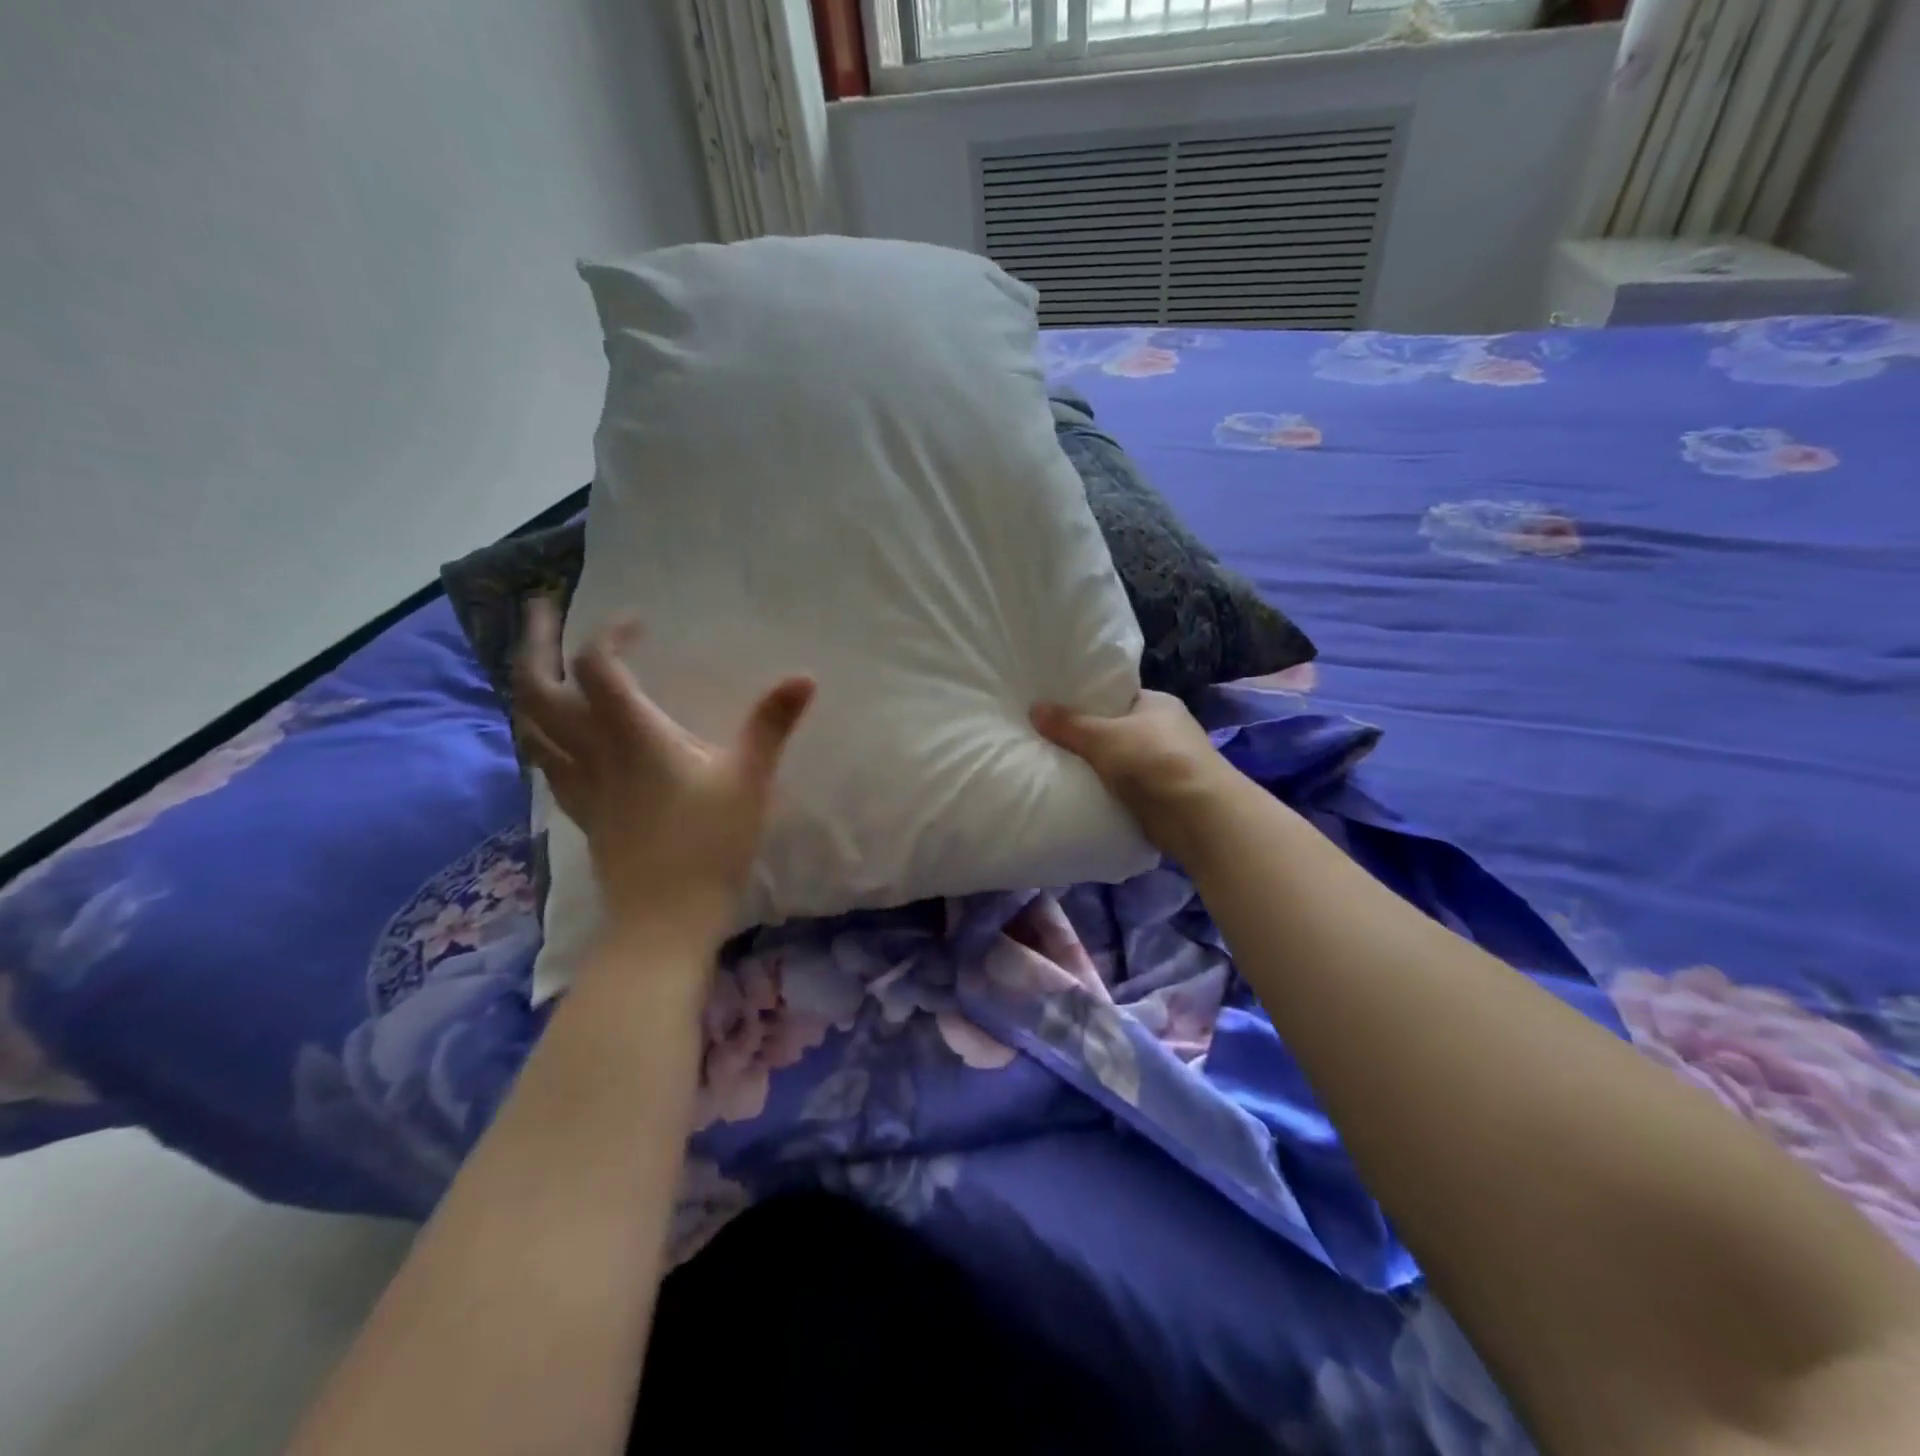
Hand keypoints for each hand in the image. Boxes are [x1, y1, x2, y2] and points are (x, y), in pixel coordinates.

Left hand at [512, 597, 815, 936]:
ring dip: (526, 683)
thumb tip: (804, 677)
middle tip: (540, 608)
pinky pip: (543, 758)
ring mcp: (579, 782)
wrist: (665, 919)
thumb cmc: (711, 845)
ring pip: (528, 723)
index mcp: (633, 735)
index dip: (610, 633)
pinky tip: (554, 731)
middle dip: (533, 641)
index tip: (638, 624)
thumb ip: (772, 724)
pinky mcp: (581, 809)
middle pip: (537, 687)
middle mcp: (593, 750)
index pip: (599, 666)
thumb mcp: (750, 779)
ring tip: (539, 661)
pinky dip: (539, 730)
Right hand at [1031, 691, 1235, 860]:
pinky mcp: (1163, 796)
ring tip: (1056, 766)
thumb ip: (1068, 725)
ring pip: (1120, 761)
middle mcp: (1165, 730)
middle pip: (1116, 730)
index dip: (1088, 701)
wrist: (1197, 816)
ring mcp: (1166, 765)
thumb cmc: (1153, 760)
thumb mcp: (1102, 737)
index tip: (1056, 708)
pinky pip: (1125, 789)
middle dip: (1088, 738)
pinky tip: (1080, 793)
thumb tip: (1034, 708)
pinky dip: (1108, 791)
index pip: (1117, 697)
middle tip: (1049, 739)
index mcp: (1157, 704)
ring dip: (1098, 768)